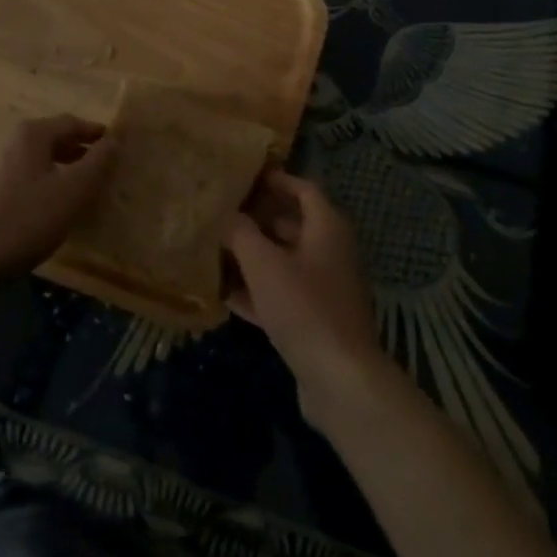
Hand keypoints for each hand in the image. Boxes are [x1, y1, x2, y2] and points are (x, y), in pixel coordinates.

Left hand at [0, 115, 115, 281]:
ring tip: (74, 189)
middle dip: (76, 151)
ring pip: (33, 161)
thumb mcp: (74, 190)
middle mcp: (6, 142)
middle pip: (50, 139)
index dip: (95, 133)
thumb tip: (115, 138)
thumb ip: (98, 161)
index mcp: (30, 134)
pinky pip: (17, 180)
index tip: (115, 144)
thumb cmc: (27, 220)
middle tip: (98, 167)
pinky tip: (43, 208)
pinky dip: (37, 185)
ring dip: (57, 169)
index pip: (71, 123)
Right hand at [224, 168, 389, 421]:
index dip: (276, 180)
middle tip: (223, 213)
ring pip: (285, 262)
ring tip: (217, 249)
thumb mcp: (264, 264)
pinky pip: (283, 294)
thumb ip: (241, 233)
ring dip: (254, 256)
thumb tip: (226, 214)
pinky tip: (225, 294)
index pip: (303, 189)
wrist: (340, 379)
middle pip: (293, 224)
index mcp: (327, 228)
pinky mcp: (315, 320)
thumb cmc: (304, 307)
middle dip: (258, 218)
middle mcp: (330, 251)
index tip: (246, 177)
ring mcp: (325, 288)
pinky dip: (258, 290)